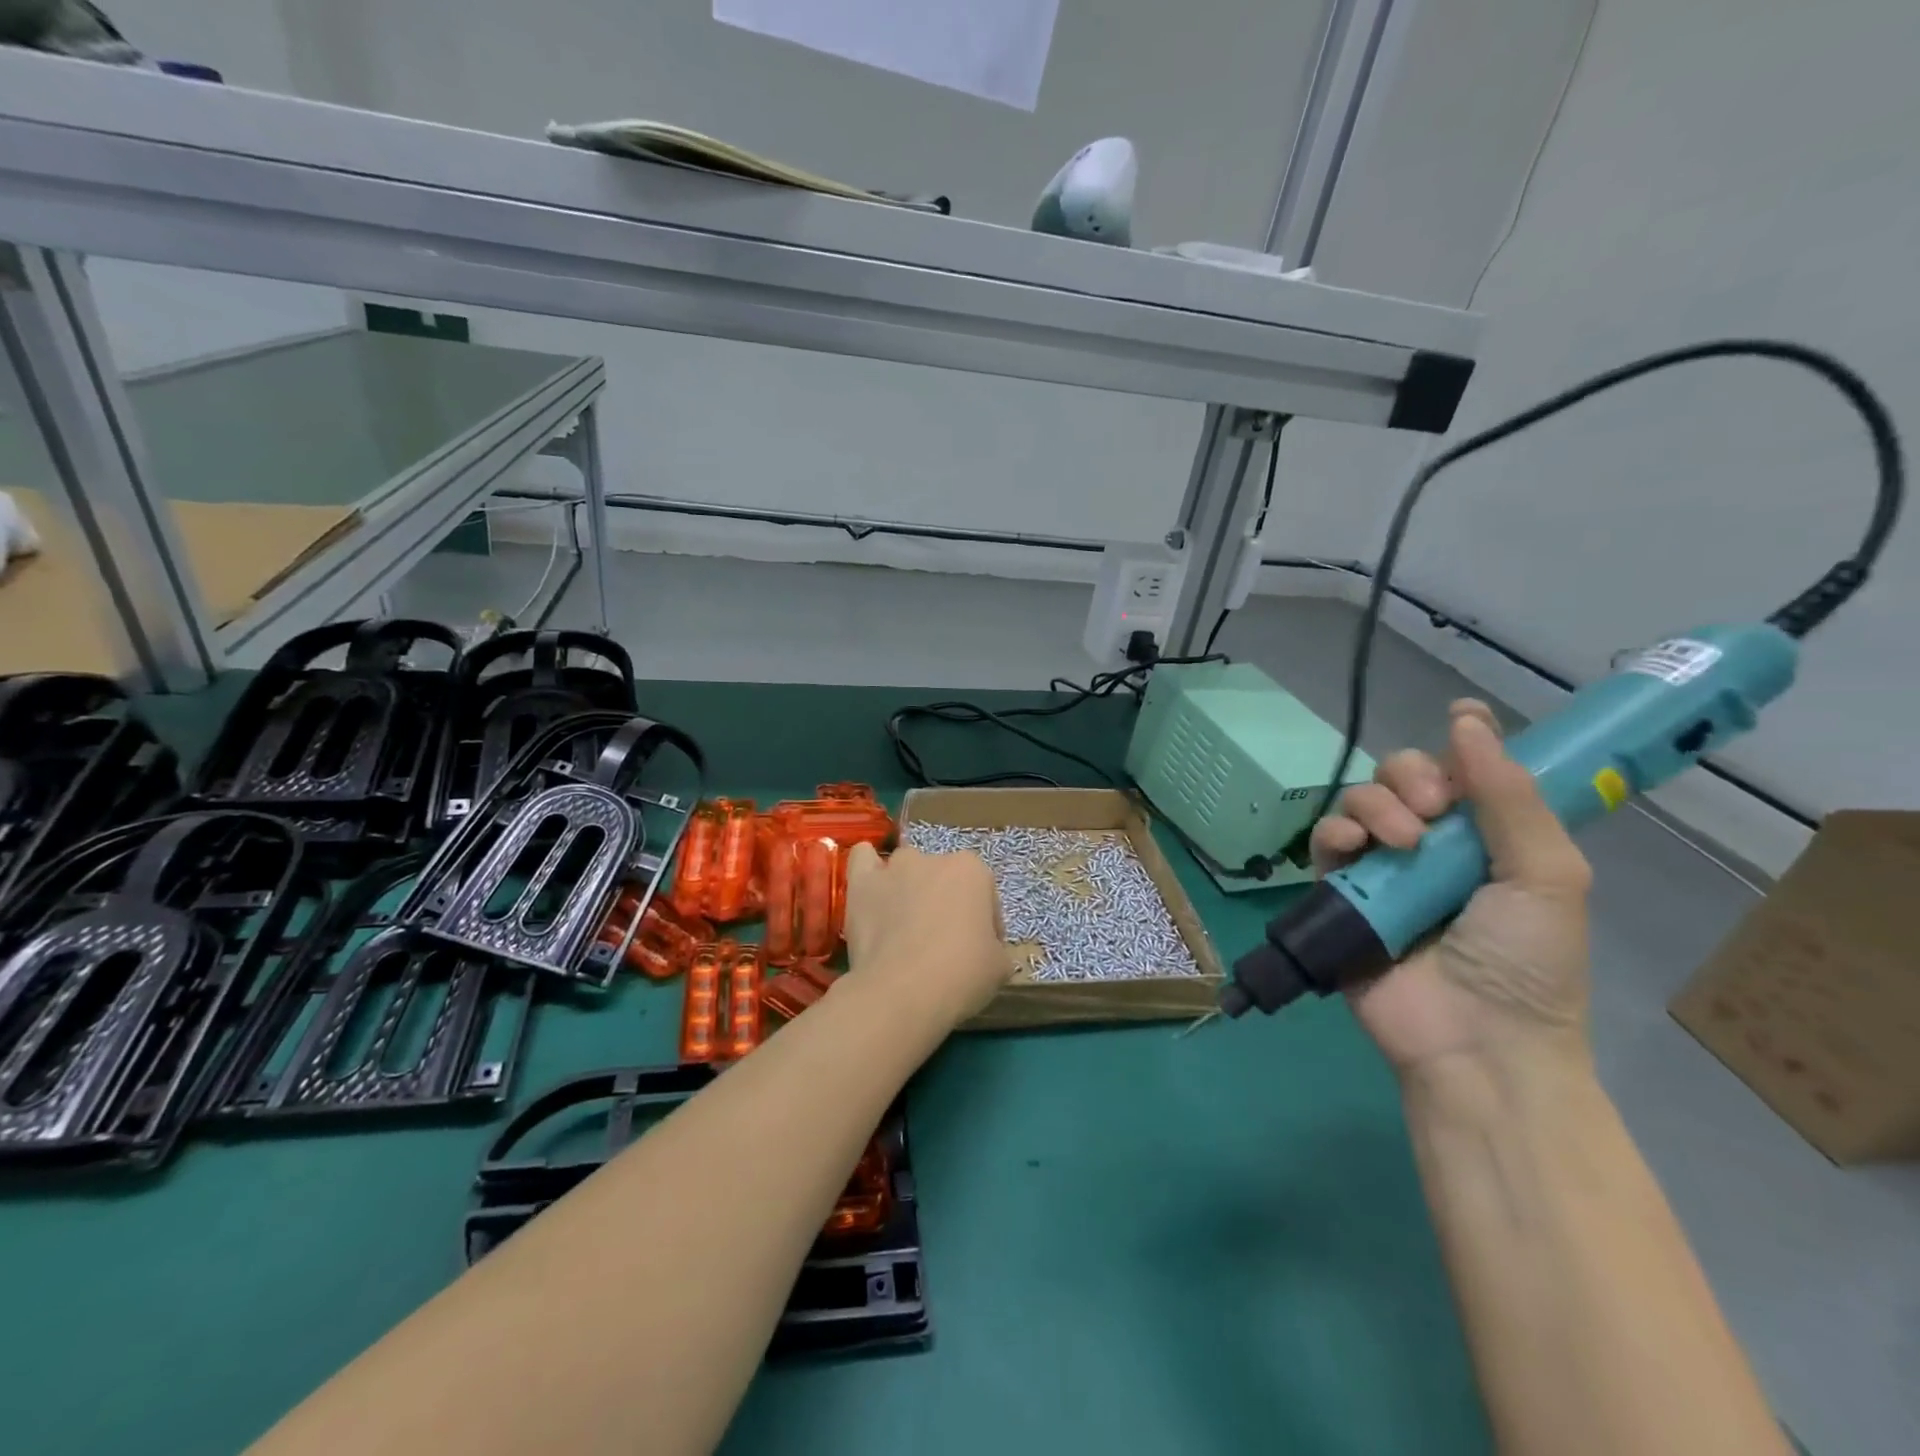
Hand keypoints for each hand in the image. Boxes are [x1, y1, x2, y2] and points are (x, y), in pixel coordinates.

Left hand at [842, 843, 1013, 1028]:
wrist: (904, 991)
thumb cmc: (962, 974)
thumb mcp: (1000, 966)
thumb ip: (995, 947)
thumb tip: (984, 951)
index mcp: (972, 870)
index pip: (985, 895)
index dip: (984, 924)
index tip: (979, 951)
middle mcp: (933, 858)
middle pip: (944, 880)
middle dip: (945, 904)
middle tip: (942, 943)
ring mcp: (895, 868)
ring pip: (906, 869)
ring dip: (909, 889)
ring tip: (904, 925)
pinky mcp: (862, 884)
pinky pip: (863, 859)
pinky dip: (868, 868)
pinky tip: (872, 888)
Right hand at [1311, 700, 1593, 1080]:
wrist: (1475, 1041)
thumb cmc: (1527, 961)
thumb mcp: (1547, 875)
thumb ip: (1509, 797)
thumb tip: (1466, 719)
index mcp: (1489, 838)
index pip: (1467, 770)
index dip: (1462, 741)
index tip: (1460, 718)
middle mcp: (1433, 845)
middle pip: (1403, 776)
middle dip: (1410, 775)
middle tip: (1430, 807)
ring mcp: (1383, 868)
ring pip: (1360, 802)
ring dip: (1375, 805)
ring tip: (1401, 843)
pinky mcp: (1341, 892)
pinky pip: (1324, 842)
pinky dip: (1334, 833)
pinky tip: (1355, 848)